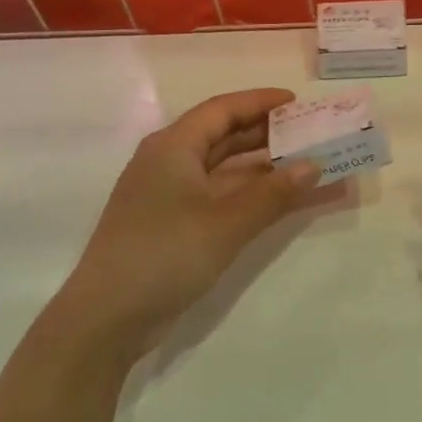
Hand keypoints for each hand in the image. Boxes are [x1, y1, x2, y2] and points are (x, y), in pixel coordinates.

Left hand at [59, 89, 318, 360]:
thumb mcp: (226, 222)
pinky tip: (282, 203)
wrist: (107, 319)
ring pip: (225, 172)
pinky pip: (221, 199)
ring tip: (308, 167)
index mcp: (173, 147)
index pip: (222, 110)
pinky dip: (252, 198)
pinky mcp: (174, 227)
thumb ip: (273, 193)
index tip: (297, 102)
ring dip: (264, 170)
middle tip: (309, 134)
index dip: (260, 102)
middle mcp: (169, 163)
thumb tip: (314, 165)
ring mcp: (170, 197)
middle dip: (267, 135)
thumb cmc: (165, 254)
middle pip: (224, 137)